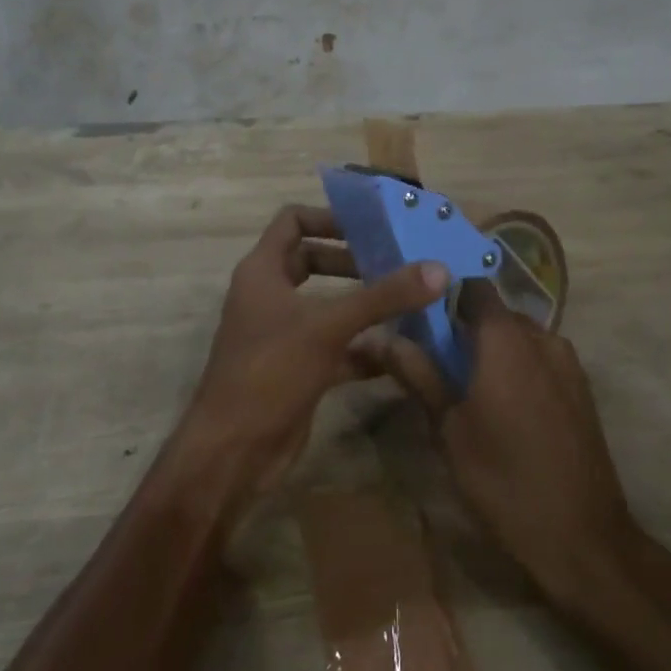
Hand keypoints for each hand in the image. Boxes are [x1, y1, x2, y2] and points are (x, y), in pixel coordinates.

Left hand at [179, 204, 448, 503]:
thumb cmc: (270, 371)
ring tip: (408, 301)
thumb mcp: (329, 326)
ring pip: (327, 305)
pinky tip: (400, 351)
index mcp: (263, 271)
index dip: (329, 217)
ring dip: (363, 303)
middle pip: (313, 260)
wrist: (233, 453)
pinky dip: (364, 346)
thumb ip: (383, 297)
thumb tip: (438, 269)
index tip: (370, 226)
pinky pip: (336, 346)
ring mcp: (282, 334)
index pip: (293, 221)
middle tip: (397, 262)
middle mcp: (270, 296)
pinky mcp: (297, 369)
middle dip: (353, 261)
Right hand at [367, 284, 638, 610]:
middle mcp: (541, 336)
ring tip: (467, 385)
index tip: (419, 316)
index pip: (472, 287)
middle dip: (466, 328)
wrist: (584, 539)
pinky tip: (503, 406)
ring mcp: (567, 362)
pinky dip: (518, 367)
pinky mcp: (581, 388)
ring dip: (494, 349)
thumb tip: (376, 336)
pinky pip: (541, 359)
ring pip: (520, 337)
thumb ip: (417, 373)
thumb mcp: (449, 428)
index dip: (445, 295)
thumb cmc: (504, 479)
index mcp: (506, 337)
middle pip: (496, 312)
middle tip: (435, 358)